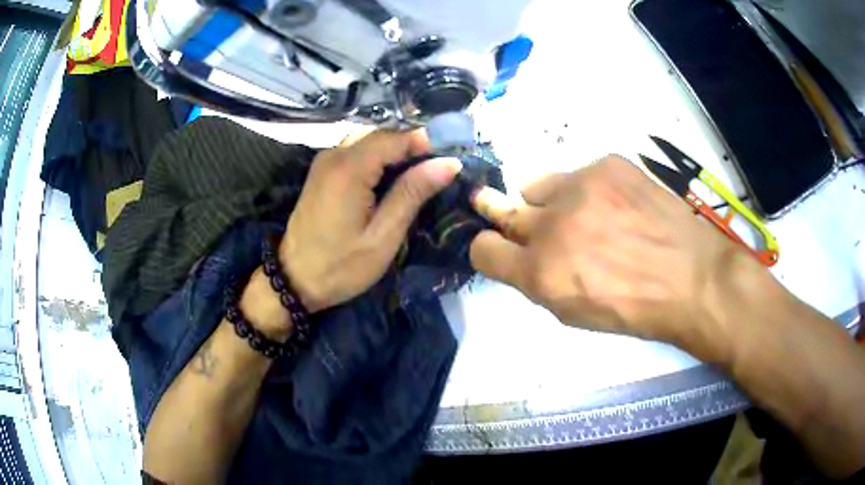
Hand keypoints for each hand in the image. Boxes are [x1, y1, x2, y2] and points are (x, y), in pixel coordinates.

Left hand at [280, 130, 461, 311]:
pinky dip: (378, 157)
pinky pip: (356, 151)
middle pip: (381, 133)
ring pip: (368, 140)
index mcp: (349, 168)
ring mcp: (325, 161)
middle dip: (412, 144)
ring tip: (420, 172)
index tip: (452, 155)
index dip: (426, 141)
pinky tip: (392, 176)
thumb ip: (412, 194)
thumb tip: (448, 163)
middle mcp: (334, 154)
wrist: (294, 280)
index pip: (395, 136)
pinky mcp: (322, 171)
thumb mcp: (383, 236)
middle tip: (439, 166)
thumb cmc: (341, 266)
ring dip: (395, 150)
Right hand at [469, 155, 760, 350]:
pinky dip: (589, 189)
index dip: (490, 249)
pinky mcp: (607, 164)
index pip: (483, 248)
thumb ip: (538, 280)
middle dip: (507, 218)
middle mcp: (551, 224)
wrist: (692, 277)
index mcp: (540, 272)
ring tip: (586, 214)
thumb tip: (523, 254)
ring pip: (537, 185)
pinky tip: (619, 205)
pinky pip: (579, 173)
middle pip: (499, 208)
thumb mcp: (574, 312)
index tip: (503, 249)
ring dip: (551, 201)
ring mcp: (580, 186)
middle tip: (535, 224)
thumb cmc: (634, 309)